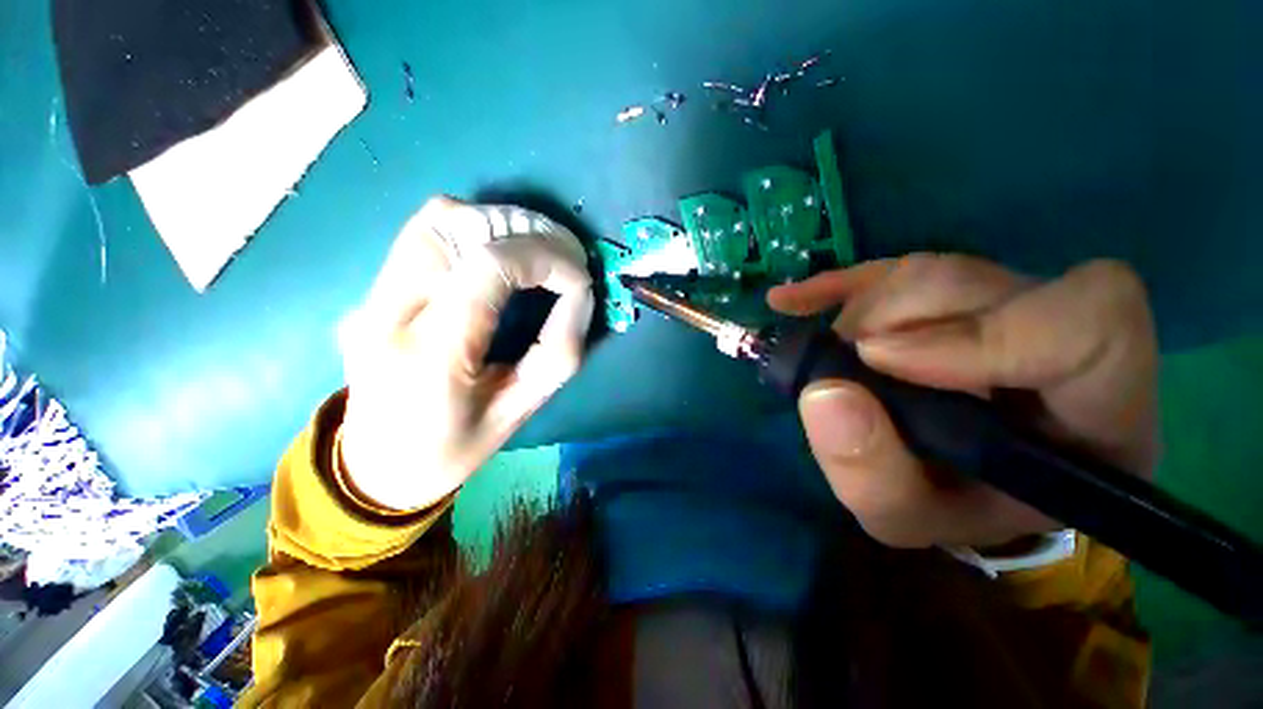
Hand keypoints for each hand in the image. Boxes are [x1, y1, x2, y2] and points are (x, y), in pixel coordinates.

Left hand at [337, 197, 593, 510]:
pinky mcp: (373, 288)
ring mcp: (371, 294)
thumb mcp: (520, 412)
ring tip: (542, 248)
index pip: (489, 266)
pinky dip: (477, 225)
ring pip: (440, 216)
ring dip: (504, 221)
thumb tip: (580, 295)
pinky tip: (505, 249)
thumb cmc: (452, 450)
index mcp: (430, 355)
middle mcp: (389, 311)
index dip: (546, 258)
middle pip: (462, 226)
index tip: (580, 277)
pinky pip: (426, 230)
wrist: (373, 466)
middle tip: (569, 256)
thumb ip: (557, 351)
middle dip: (530, 232)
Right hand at [769, 255, 1158, 547]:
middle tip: (840, 363)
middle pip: (982, 285)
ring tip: (830, 354)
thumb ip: (873, 477)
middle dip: (890, 319)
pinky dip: (834, 285)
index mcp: (1098, 411)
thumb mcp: (909, 518)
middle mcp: (1063, 336)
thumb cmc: (953, 506)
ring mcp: (1006, 300)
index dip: (984, 332)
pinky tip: (791, 302)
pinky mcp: (948, 290)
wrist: (960, 478)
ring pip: (932, 271)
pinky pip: (892, 268)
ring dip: (862, 309)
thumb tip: (824, 393)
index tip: (879, 360)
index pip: (1091, 327)